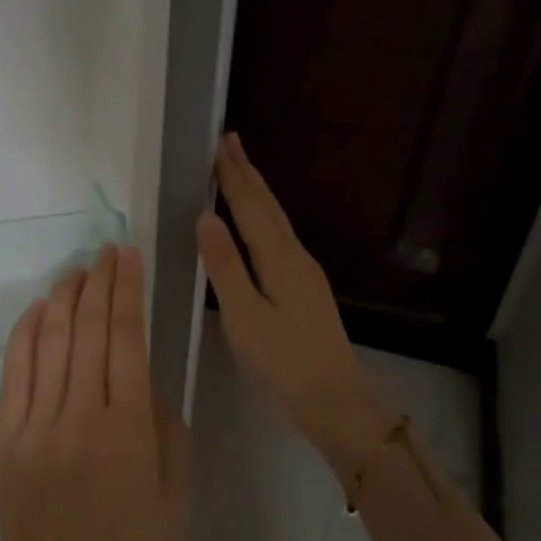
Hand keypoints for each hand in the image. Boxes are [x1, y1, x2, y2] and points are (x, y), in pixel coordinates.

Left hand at [0, 243, 190, 540]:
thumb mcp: (176, 493)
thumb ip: (166, 428)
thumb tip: (144, 384)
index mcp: (129, 429)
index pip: (127, 339)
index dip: (127, 291)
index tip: (128, 256)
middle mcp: (80, 416)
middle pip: (88, 331)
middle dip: (99, 282)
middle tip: (106, 250)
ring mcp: (36, 426)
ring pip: (51, 344)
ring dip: (64, 299)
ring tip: (76, 268)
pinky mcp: (6, 440)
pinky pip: (15, 374)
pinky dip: (27, 334)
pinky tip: (39, 308)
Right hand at [196, 133, 393, 479]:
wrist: (334, 399)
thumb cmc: (283, 361)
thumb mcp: (244, 315)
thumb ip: (225, 266)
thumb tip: (206, 217)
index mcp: (279, 259)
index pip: (251, 207)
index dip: (233, 176)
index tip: (220, 143)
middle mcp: (296, 257)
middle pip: (269, 207)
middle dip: (248, 174)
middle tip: (231, 141)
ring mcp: (305, 274)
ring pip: (277, 222)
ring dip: (258, 194)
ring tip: (241, 172)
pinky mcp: (306, 290)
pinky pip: (280, 239)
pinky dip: (264, 220)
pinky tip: (260, 227)